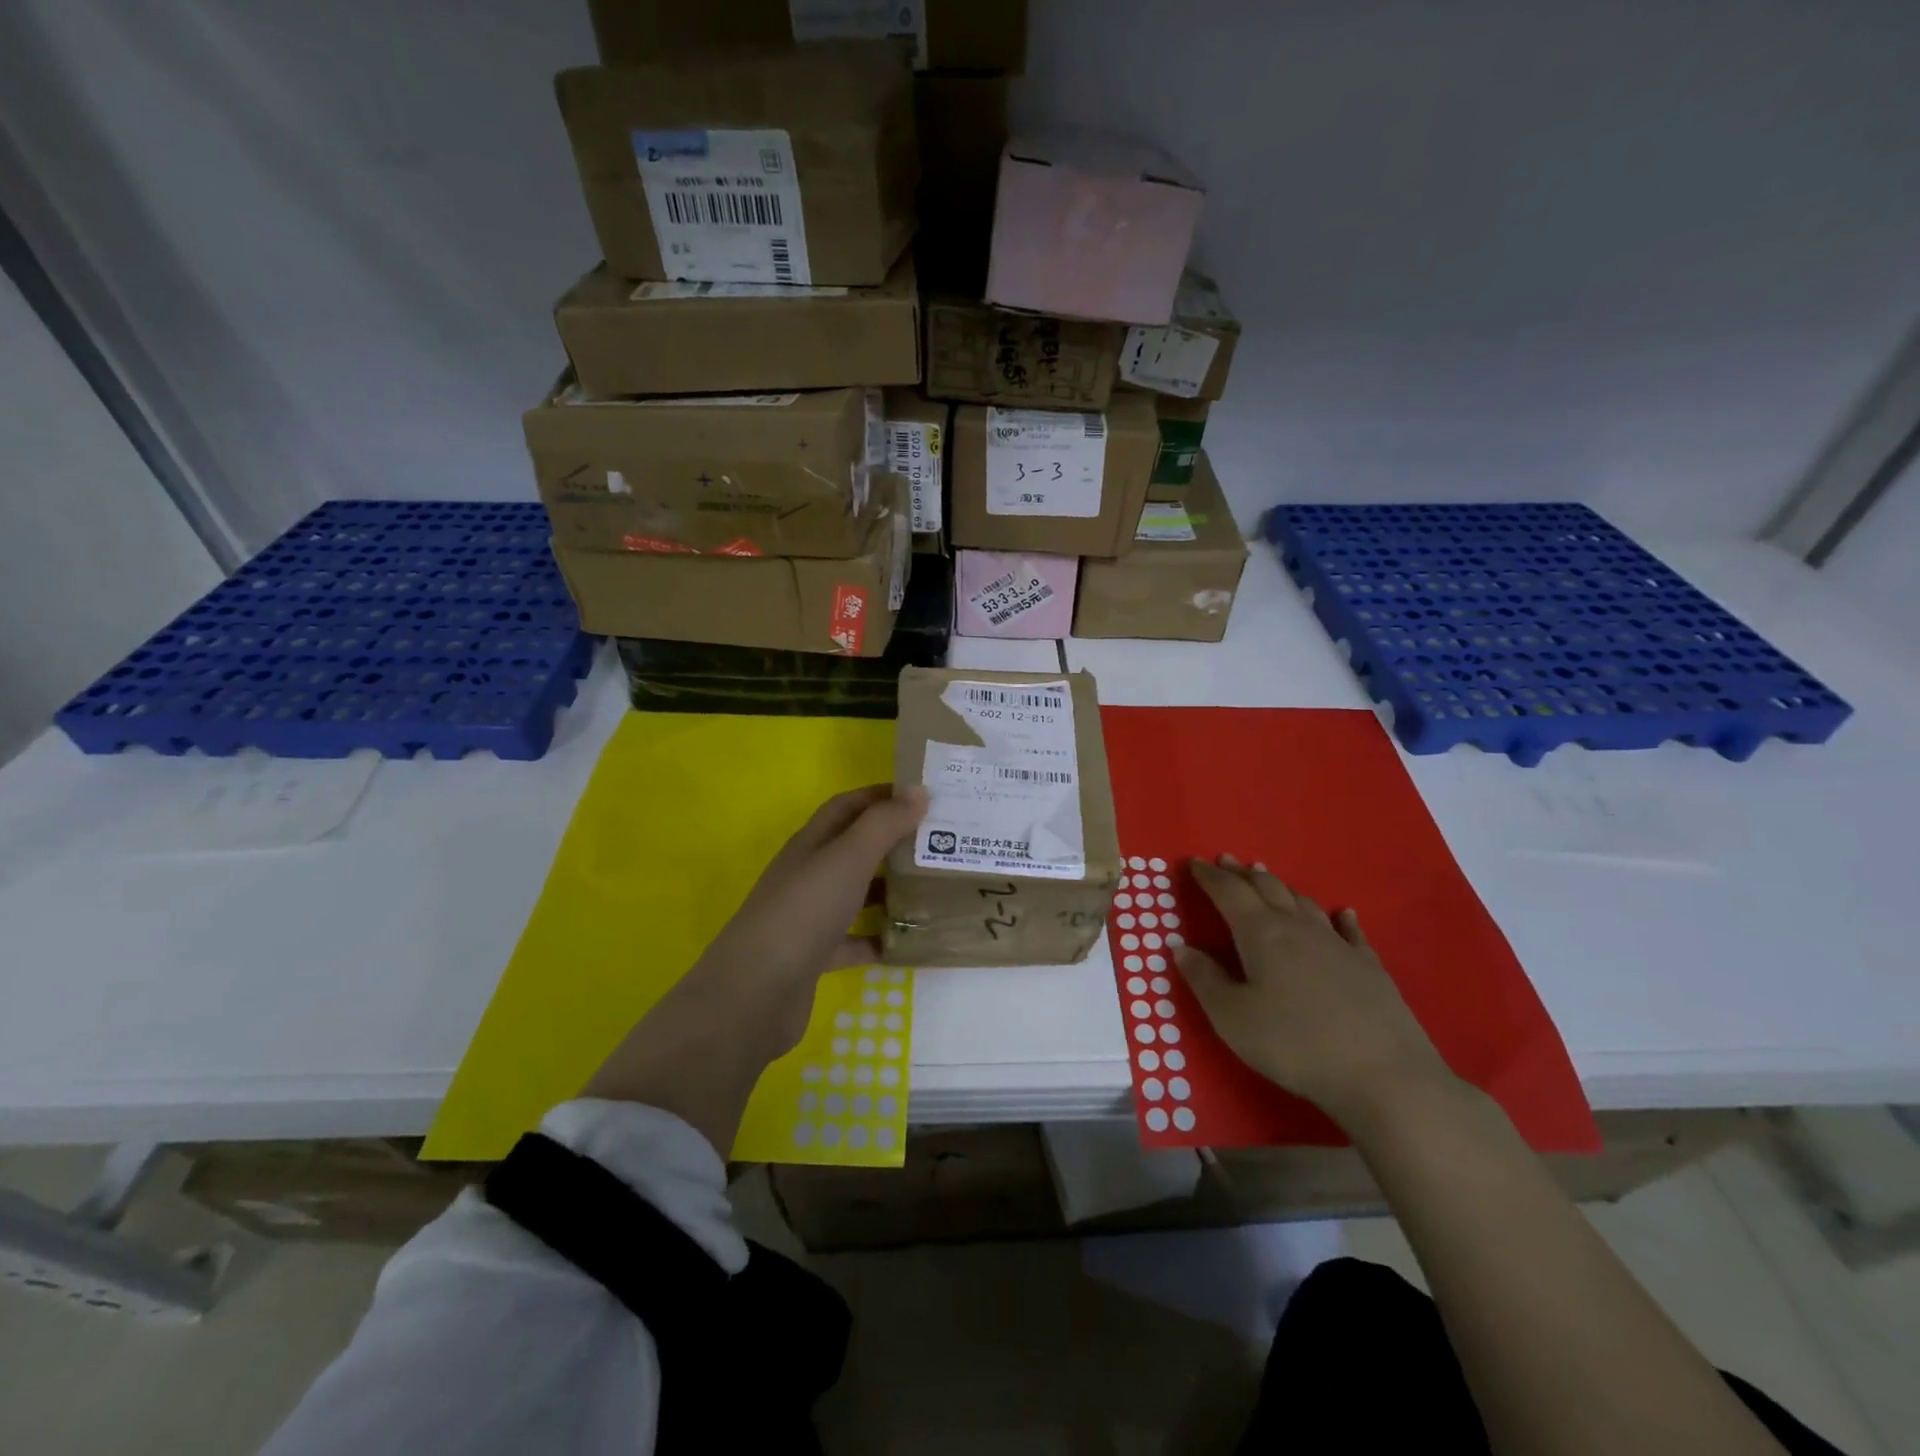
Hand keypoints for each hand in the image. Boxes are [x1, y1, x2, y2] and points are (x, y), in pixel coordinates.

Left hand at [583, 784, 927, 1153]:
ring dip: (892, 889)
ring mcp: (811, 916)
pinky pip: (857, 940)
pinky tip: (911, 941)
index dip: (882, 796)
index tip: (925, 796)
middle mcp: (810, 874)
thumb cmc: (804, 912)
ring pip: (858, 893)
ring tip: (936, 888)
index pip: (849, 806)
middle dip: (895, 842)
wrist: (755, 993)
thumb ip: (884, 824)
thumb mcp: (847, 858)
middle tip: (943, 843)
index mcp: (812, 843)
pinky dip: (881, 938)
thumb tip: (919, 790)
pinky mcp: (816, 956)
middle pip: (856, 848)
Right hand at [1175, 855, 1457, 1131]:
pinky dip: (1339, 917)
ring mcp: (1337, 944)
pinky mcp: (1369, 967)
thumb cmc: (1294, 1044)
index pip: (1228, 892)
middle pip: (1266, 888)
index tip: (1193, 862)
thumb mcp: (1232, 1018)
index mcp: (1260, 934)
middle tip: (1226, 860)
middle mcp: (1297, 927)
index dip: (1208, 876)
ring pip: (1303, 902)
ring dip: (1279, 886)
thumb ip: (1204, 979)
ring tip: (1265, 876)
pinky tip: (1342, 913)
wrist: (1384, 1076)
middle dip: (1242, 873)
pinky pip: (1349, 931)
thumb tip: (1181, 946)